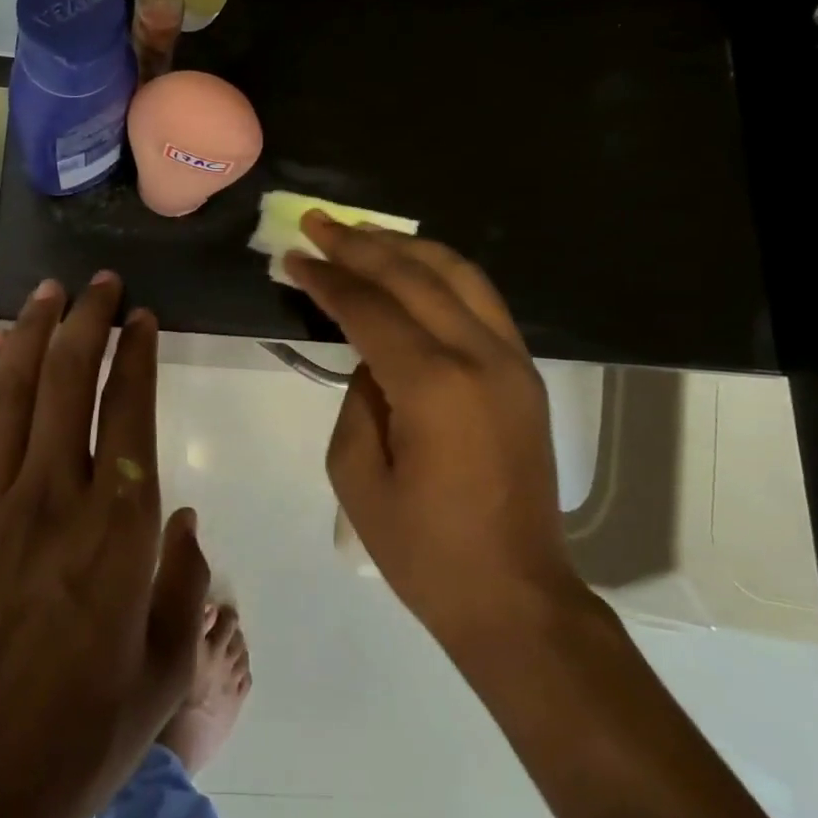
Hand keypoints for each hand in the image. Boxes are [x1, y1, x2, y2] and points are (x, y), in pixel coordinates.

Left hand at [0, 273, 208, 817]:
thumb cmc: (82, 728)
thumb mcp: (166, 665)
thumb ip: (185, 581)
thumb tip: (182, 520)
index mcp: (119, 526)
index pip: (129, 409)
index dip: (137, 354)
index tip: (142, 318)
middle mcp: (55, 494)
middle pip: (69, 380)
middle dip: (88, 321)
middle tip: (100, 283)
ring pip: (13, 390)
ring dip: (34, 332)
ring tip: (49, 292)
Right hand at [284, 214, 579, 645]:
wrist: (515, 596)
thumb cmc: (422, 549)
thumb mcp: (356, 475)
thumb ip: (357, 398)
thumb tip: (371, 356)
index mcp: (434, 386)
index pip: (371, 309)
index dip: (328, 278)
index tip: (293, 256)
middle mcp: (480, 357)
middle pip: (415, 276)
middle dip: (361, 243)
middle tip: (317, 221)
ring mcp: (512, 362)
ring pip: (459, 275)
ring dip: (405, 246)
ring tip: (361, 231)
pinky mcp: (524, 374)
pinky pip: (480, 301)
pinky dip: (441, 273)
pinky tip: (411, 268)